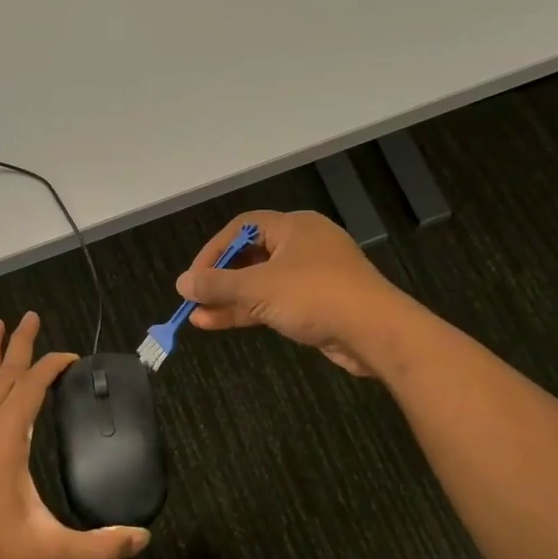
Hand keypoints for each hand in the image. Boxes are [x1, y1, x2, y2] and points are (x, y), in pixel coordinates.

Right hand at [175, 210, 407, 375]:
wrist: (375, 331)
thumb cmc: (314, 295)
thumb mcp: (257, 288)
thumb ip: (217, 284)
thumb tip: (182, 283)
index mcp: (294, 227)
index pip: (242, 228)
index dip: (213, 250)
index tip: (193, 276)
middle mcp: (304, 245)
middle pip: (251, 256)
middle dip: (220, 279)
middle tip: (194, 297)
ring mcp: (314, 276)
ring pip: (262, 283)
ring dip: (231, 299)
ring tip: (198, 316)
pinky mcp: (320, 304)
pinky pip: (277, 302)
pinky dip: (251, 311)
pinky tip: (221, 323)